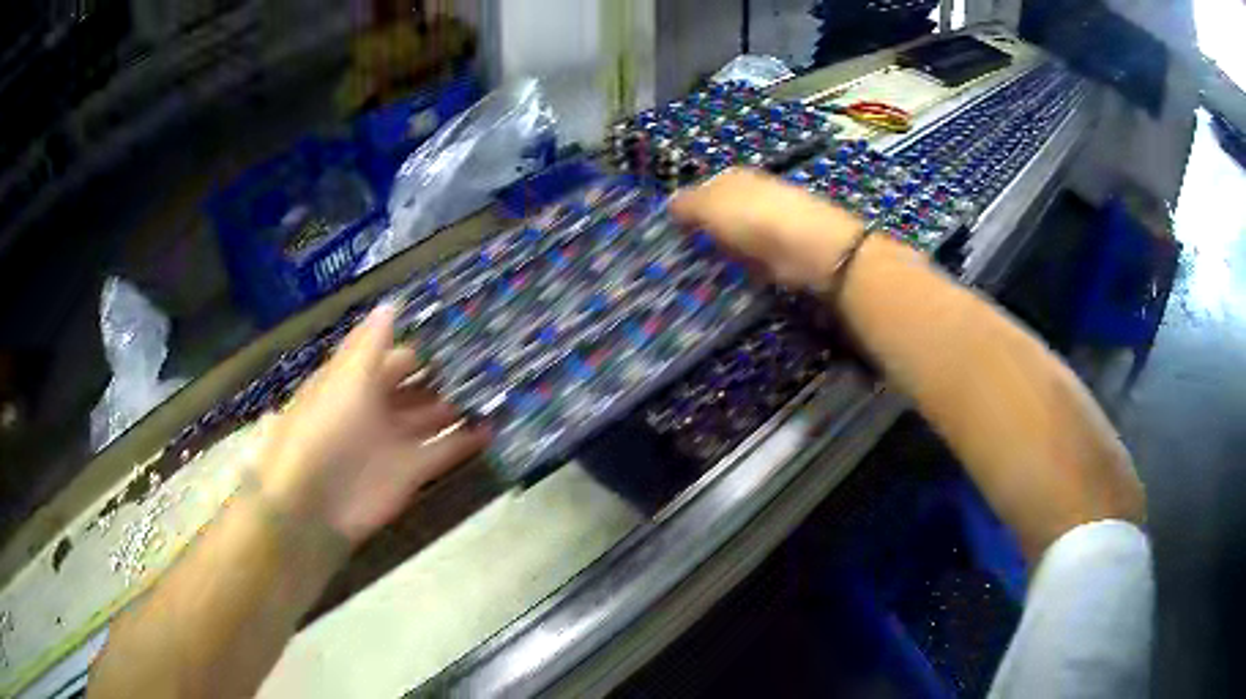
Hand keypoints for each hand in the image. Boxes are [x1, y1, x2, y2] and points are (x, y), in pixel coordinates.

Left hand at [254, 305, 488, 546]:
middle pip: (417, 387)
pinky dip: (467, 441)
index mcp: (357, 382)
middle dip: (446, 375)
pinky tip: (494, 426)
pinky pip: (444, 450)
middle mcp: (377, 408)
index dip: (420, 345)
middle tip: (488, 357)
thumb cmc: (325, 429)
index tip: (457, 329)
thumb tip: (392, 304)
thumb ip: (372, 344)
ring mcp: (395, 440)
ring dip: (460, 405)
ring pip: (433, 417)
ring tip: (498, 386)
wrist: (315, 503)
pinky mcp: (412, 471)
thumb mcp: (346, 378)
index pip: (392, 357)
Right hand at [670, 168, 866, 290]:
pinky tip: (723, 280)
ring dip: (718, 254)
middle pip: (717, 215)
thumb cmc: (754, 218)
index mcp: (732, 177)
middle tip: (676, 260)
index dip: (683, 210)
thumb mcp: (710, 204)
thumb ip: (686, 204)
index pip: (700, 190)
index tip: (666, 235)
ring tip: (694, 275)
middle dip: (700, 234)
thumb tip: (668, 205)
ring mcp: (767, 224)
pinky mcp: (779, 252)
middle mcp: (750, 196)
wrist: (809, 248)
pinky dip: (737, 268)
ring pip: (731, 239)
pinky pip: (748, 260)